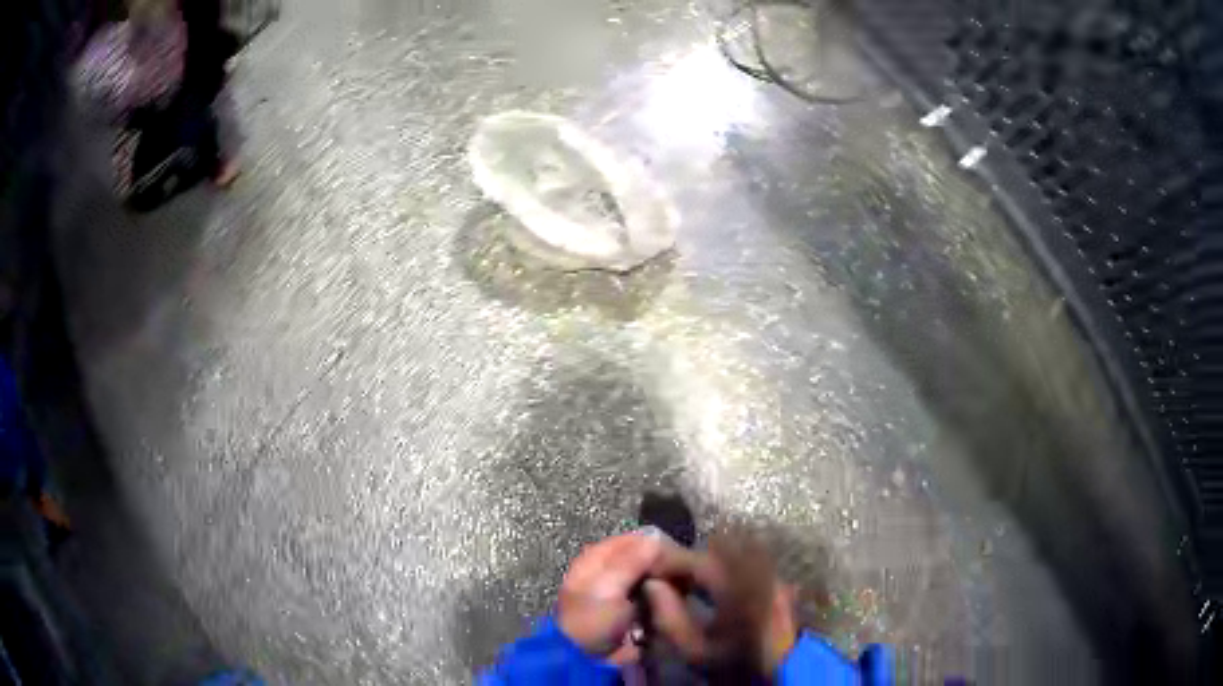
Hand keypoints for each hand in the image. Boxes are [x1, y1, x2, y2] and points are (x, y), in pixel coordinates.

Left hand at [556, 529, 706, 662]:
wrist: (588, 660)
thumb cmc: (592, 620)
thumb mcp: (608, 588)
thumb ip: (631, 561)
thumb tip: (656, 536)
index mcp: (597, 560)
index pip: (630, 539)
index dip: (652, 543)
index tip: (676, 550)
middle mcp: (612, 571)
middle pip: (645, 558)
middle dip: (663, 565)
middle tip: (682, 572)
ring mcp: (626, 592)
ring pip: (655, 577)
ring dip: (668, 582)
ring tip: (682, 588)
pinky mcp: (638, 610)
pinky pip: (658, 597)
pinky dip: (667, 598)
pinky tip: (679, 600)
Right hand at [640, 533, 798, 675]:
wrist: (777, 673)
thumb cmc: (731, 665)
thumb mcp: (693, 651)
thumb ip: (669, 618)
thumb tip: (651, 585)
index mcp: (737, 589)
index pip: (698, 560)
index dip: (670, 561)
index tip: (649, 570)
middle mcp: (759, 574)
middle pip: (719, 547)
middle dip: (690, 557)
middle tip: (670, 576)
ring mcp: (773, 576)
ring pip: (736, 550)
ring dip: (710, 560)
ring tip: (691, 581)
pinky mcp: (779, 582)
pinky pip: (750, 560)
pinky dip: (728, 566)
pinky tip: (716, 587)